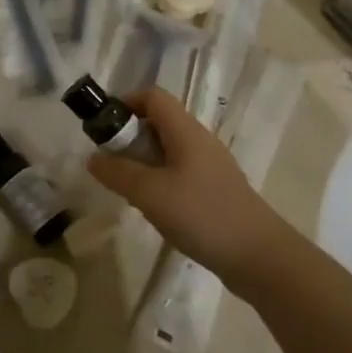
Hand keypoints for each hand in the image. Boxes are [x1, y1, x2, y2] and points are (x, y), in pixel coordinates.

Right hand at [85, 88, 297, 295]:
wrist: (259, 256)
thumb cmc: (202, 215)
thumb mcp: (150, 193)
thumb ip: (118, 173)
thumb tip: (92, 158)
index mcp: (186, 131)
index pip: (152, 96)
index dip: (125, 103)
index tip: (102, 129)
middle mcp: (199, 141)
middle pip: (158, 121)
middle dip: (129, 137)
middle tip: (110, 165)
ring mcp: (210, 166)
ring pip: (168, 149)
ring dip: (142, 161)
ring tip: (128, 189)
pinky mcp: (215, 189)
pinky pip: (179, 171)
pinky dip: (159, 180)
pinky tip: (154, 208)